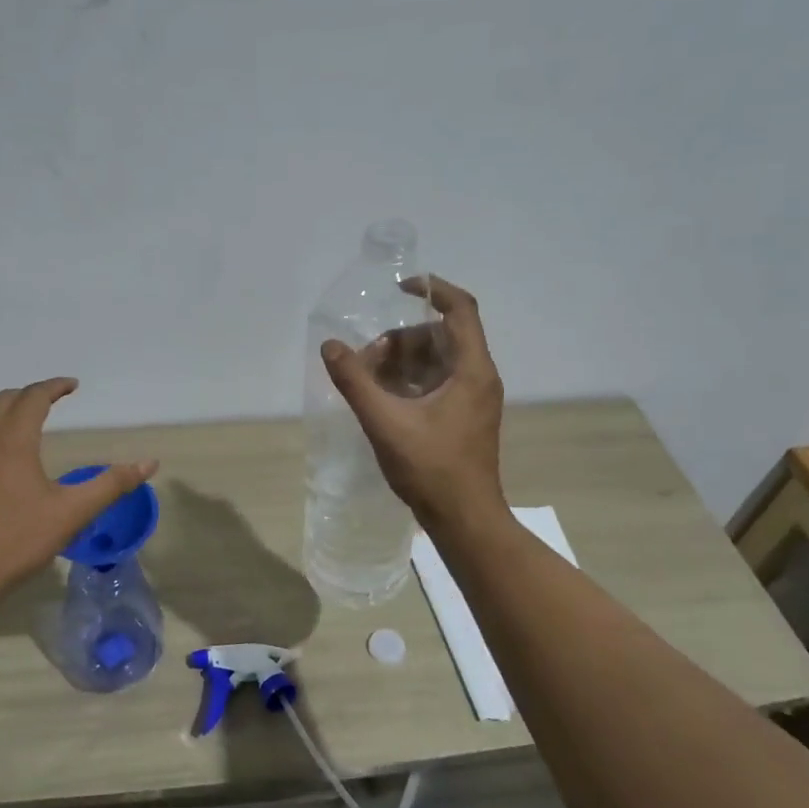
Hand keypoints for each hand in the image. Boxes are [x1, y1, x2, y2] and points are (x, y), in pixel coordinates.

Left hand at [0, 378, 157, 602]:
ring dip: (3, 412)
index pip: (33, 398)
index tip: (73, 385)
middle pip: (3, 401)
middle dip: (29, 395)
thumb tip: (149, 463)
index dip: (54, 387)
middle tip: (51, 400)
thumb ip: (111, 485)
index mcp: (12, 441)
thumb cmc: (17, 540)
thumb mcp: (72, 513)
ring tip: (23, 423)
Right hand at [321, 276, 503, 524]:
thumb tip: (330, 346)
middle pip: (441, 335)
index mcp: (471, 369)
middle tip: (368, 361)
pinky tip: (382, 400)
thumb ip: (355, 382)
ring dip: (401, 362)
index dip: (432, 289)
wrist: (464, 519)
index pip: (460, 309)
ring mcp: (473, 399)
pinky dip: (409, 381)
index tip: (398, 288)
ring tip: (369, 383)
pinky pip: (436, 382)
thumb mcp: (386, 422)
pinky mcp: (464, 416)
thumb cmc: (431, 469)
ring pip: (436, 360)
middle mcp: (478, 377)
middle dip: (401, 339)